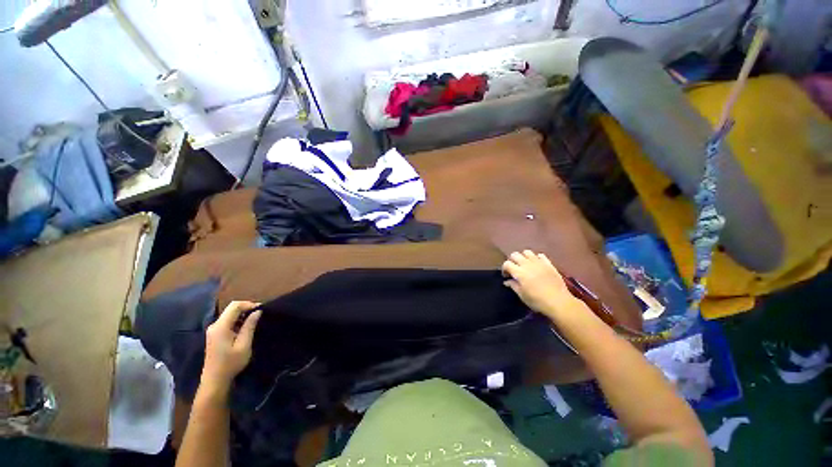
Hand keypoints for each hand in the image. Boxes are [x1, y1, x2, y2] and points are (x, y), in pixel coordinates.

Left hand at [202, 301, 261, 391]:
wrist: (215, 380)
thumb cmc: (231, 363)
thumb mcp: (244, 345)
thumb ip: (249, 326)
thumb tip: (257, 311)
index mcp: (221, 326)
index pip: (235, 306)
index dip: (249, 304)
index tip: (262, 309)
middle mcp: (215, 325)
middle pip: (231, 308)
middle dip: (247, 308)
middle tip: (260, 314)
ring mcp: (213, 330)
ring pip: (229, 314)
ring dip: (243, 314)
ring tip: (255, 320)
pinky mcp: (215, 335)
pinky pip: (227, 321)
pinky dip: (238, 320)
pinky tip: (246, 327)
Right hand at [502, 250, 579, 319]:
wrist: (559, 302)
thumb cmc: (537, 301)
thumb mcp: (522, 295)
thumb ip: (513, 286)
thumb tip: (507, 281)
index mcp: (519, 272)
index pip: (507, 264)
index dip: (504, 269)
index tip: (506, 276)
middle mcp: (527, 264)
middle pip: (515, 255)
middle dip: (512, 261)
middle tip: (514, 269)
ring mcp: (539, 263)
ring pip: (527, 252)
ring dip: (523, 257)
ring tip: (525, 265)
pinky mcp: (549, 264)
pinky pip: (540, 255)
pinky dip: (536, 258)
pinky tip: (537, 265)